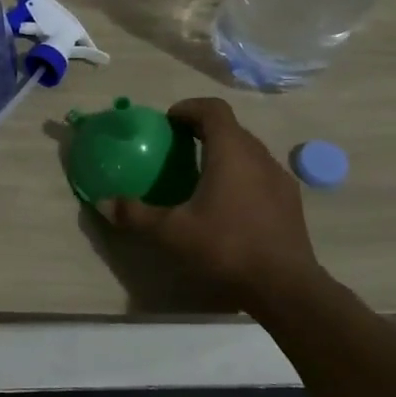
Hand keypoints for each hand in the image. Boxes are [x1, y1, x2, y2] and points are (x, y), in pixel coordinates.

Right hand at [101, 98, 317, 296]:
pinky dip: (241, 175)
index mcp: (231, 151)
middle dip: (203, 130)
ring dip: (224, 152)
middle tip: (177, 147)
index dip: (189, 108)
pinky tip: (229, 204)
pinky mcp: (291, 202)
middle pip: (230, 128)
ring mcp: (279, 178)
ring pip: (248, 151)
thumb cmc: (226, 247)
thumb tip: (104, 202)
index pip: (213, 110)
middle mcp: (259, 156)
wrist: (287, 288)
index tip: (168, 121)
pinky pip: (261, 173)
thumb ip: (136, 213)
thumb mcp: (171, 232)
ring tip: (201, 175)